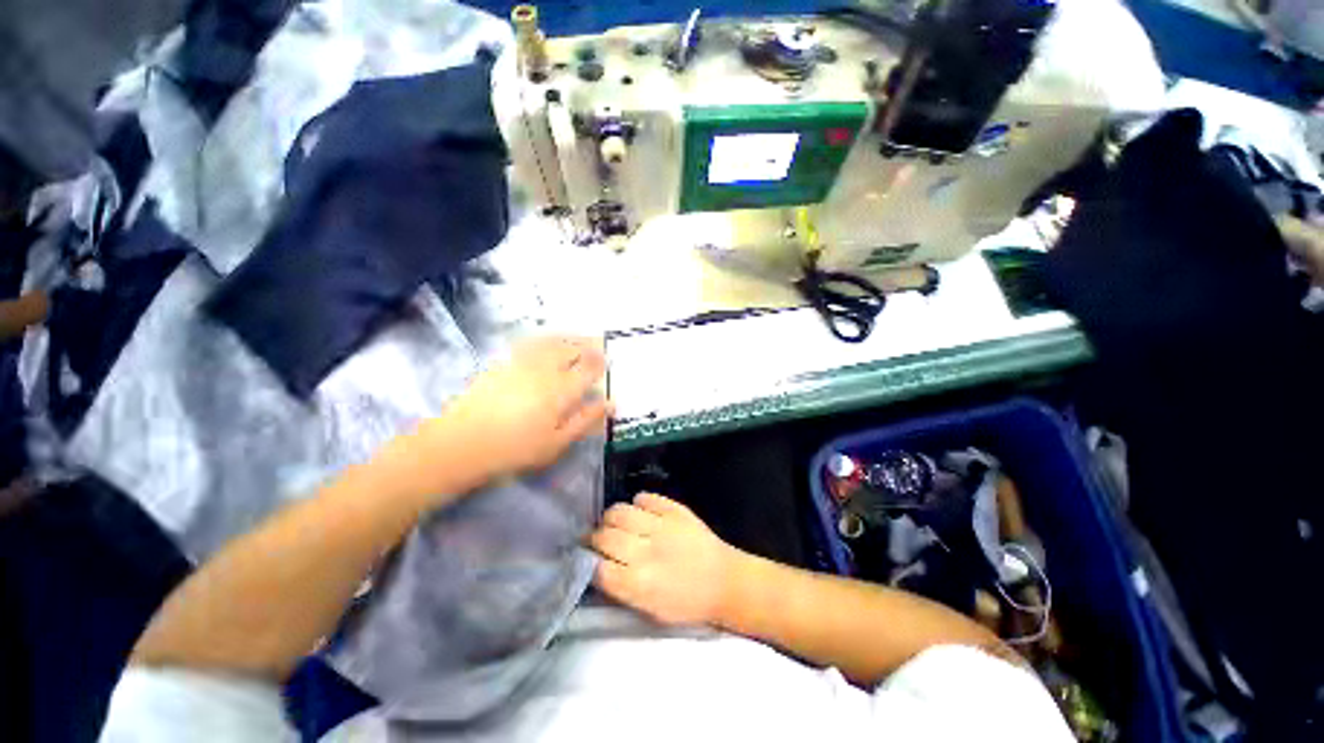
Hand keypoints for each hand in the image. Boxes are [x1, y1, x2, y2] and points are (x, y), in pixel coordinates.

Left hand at [426, 336, 610, 482]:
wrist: (460, 443)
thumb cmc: (514, 449)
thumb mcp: (557, 442)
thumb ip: (586, 420)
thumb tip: (611, 403)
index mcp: (562, 389)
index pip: (589, 367)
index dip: (601, 362)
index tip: (609, 361)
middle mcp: (545, 369)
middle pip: (572, 348)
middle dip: (588, 344)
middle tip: (598, 346)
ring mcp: (522, 361)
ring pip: (553, 341)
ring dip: (570, 338)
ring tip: (578, 339)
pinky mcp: (503, 361)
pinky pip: (531, 342)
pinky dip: (547, 338)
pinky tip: (548, 342)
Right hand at [590, 493, 741, 625]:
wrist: (724, 581)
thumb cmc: (687, 604)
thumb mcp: (650, 611)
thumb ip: (621, 590)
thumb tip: (597, 568)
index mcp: (639, 585)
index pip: (598, 568)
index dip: (589, 563)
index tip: (588, 561)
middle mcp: (646, 552)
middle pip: (604, 536)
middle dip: (594, 538)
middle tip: (597, 540)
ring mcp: (661, 526)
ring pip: (619, 511)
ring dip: (611, 518)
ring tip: (615, 524)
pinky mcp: (674, 509)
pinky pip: (645, 497)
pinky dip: (637, 503)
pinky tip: (639, 513)